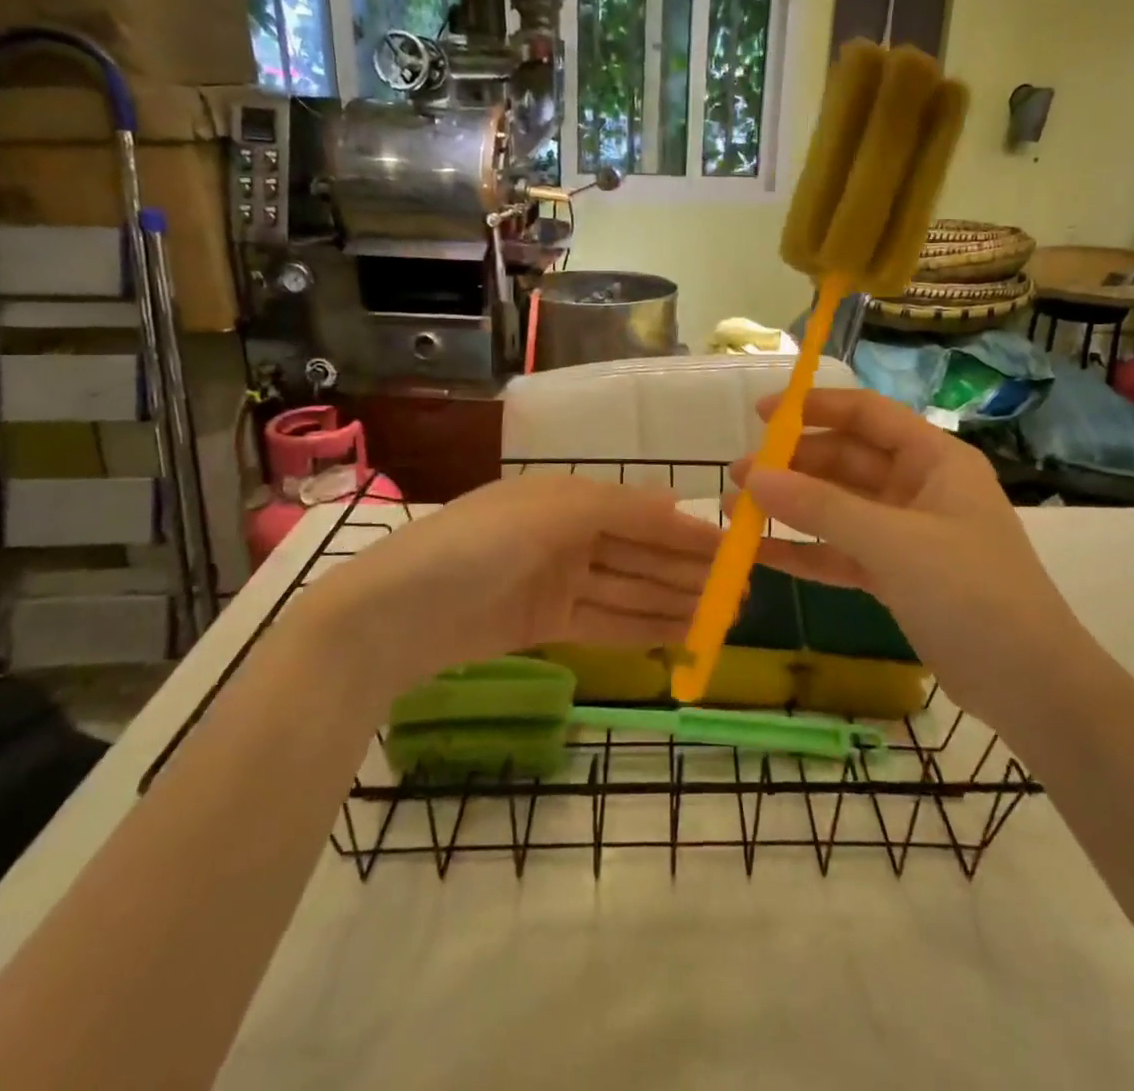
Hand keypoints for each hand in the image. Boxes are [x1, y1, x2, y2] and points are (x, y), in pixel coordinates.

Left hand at [326, 474, 723, 690]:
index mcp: (568, 497)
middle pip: (639, 554)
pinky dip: (639, 628)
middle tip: (741, 595)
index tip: (736, 550)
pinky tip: (678, 636)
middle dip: (688, 573)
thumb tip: (678, 502)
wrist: (391, 615)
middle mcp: (566, 534)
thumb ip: (619, 509)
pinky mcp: (542, 623)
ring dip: (673, 603)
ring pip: (628, 591)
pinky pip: (603, 622)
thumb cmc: (476, 546)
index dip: (687, 533)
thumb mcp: (551, 512)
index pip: (642, 514)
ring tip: (721, 620)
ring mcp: (555, 581)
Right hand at [729, 389, 1076, 716]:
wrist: (1031, 686)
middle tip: (739, 476)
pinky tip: (761, 555)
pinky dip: (806, 552)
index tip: (761, 414)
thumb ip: (820, 508)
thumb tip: (752, 477)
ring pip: (839, 509)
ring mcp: (907, 534)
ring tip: (736, 511)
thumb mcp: (893, 542)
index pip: (866, 414)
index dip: (814, 408)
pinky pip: (842, 553)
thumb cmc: (970, 592)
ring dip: (792, 509)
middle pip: (846, 461)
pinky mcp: (897, 576)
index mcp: (934, 459)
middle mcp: (920, 487)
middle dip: (793, 466)